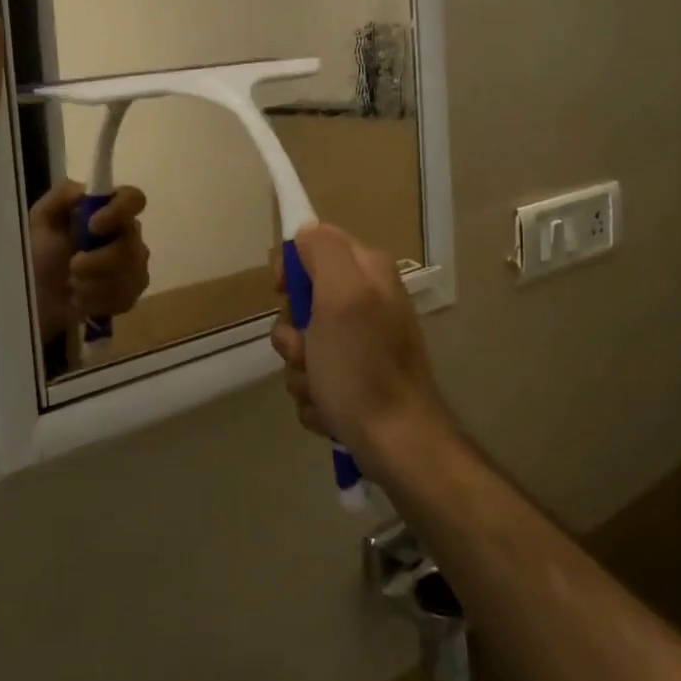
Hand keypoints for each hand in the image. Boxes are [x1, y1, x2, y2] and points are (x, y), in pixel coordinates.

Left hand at [28, 182, 150, 339]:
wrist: (38, 300)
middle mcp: (128, 233)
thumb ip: (61, 196)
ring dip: (93, 284)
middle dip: (98, 261)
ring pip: (129, 274)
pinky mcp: (132, 292)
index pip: (134, 199)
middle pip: (131, 245)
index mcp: (108, 210)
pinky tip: (82, 300)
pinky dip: (97, 301)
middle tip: (72, 268)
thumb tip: (84, 190)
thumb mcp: (42, 220)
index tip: (93, 226)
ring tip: (72, 286)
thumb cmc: (39, 255)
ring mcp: (134, 264)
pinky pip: (126, 296)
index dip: (119, 211)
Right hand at [271, 223, 453, 476]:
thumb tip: (305, 235)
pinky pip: (314, 376)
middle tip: (308, 352)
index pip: (314, 243)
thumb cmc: (362, 367)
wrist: (396, 444)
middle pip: (303, 299)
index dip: (292, 268)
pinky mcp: (357, 379)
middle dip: (294, 333)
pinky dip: (314, 395)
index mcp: (369, 272)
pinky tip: (328, 409)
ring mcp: (363, 343)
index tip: (283, 293)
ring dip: (300, 370)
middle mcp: (368, 301)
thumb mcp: (341, 295)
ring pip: (303, 343)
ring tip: (320, 390)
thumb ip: (324, 251)